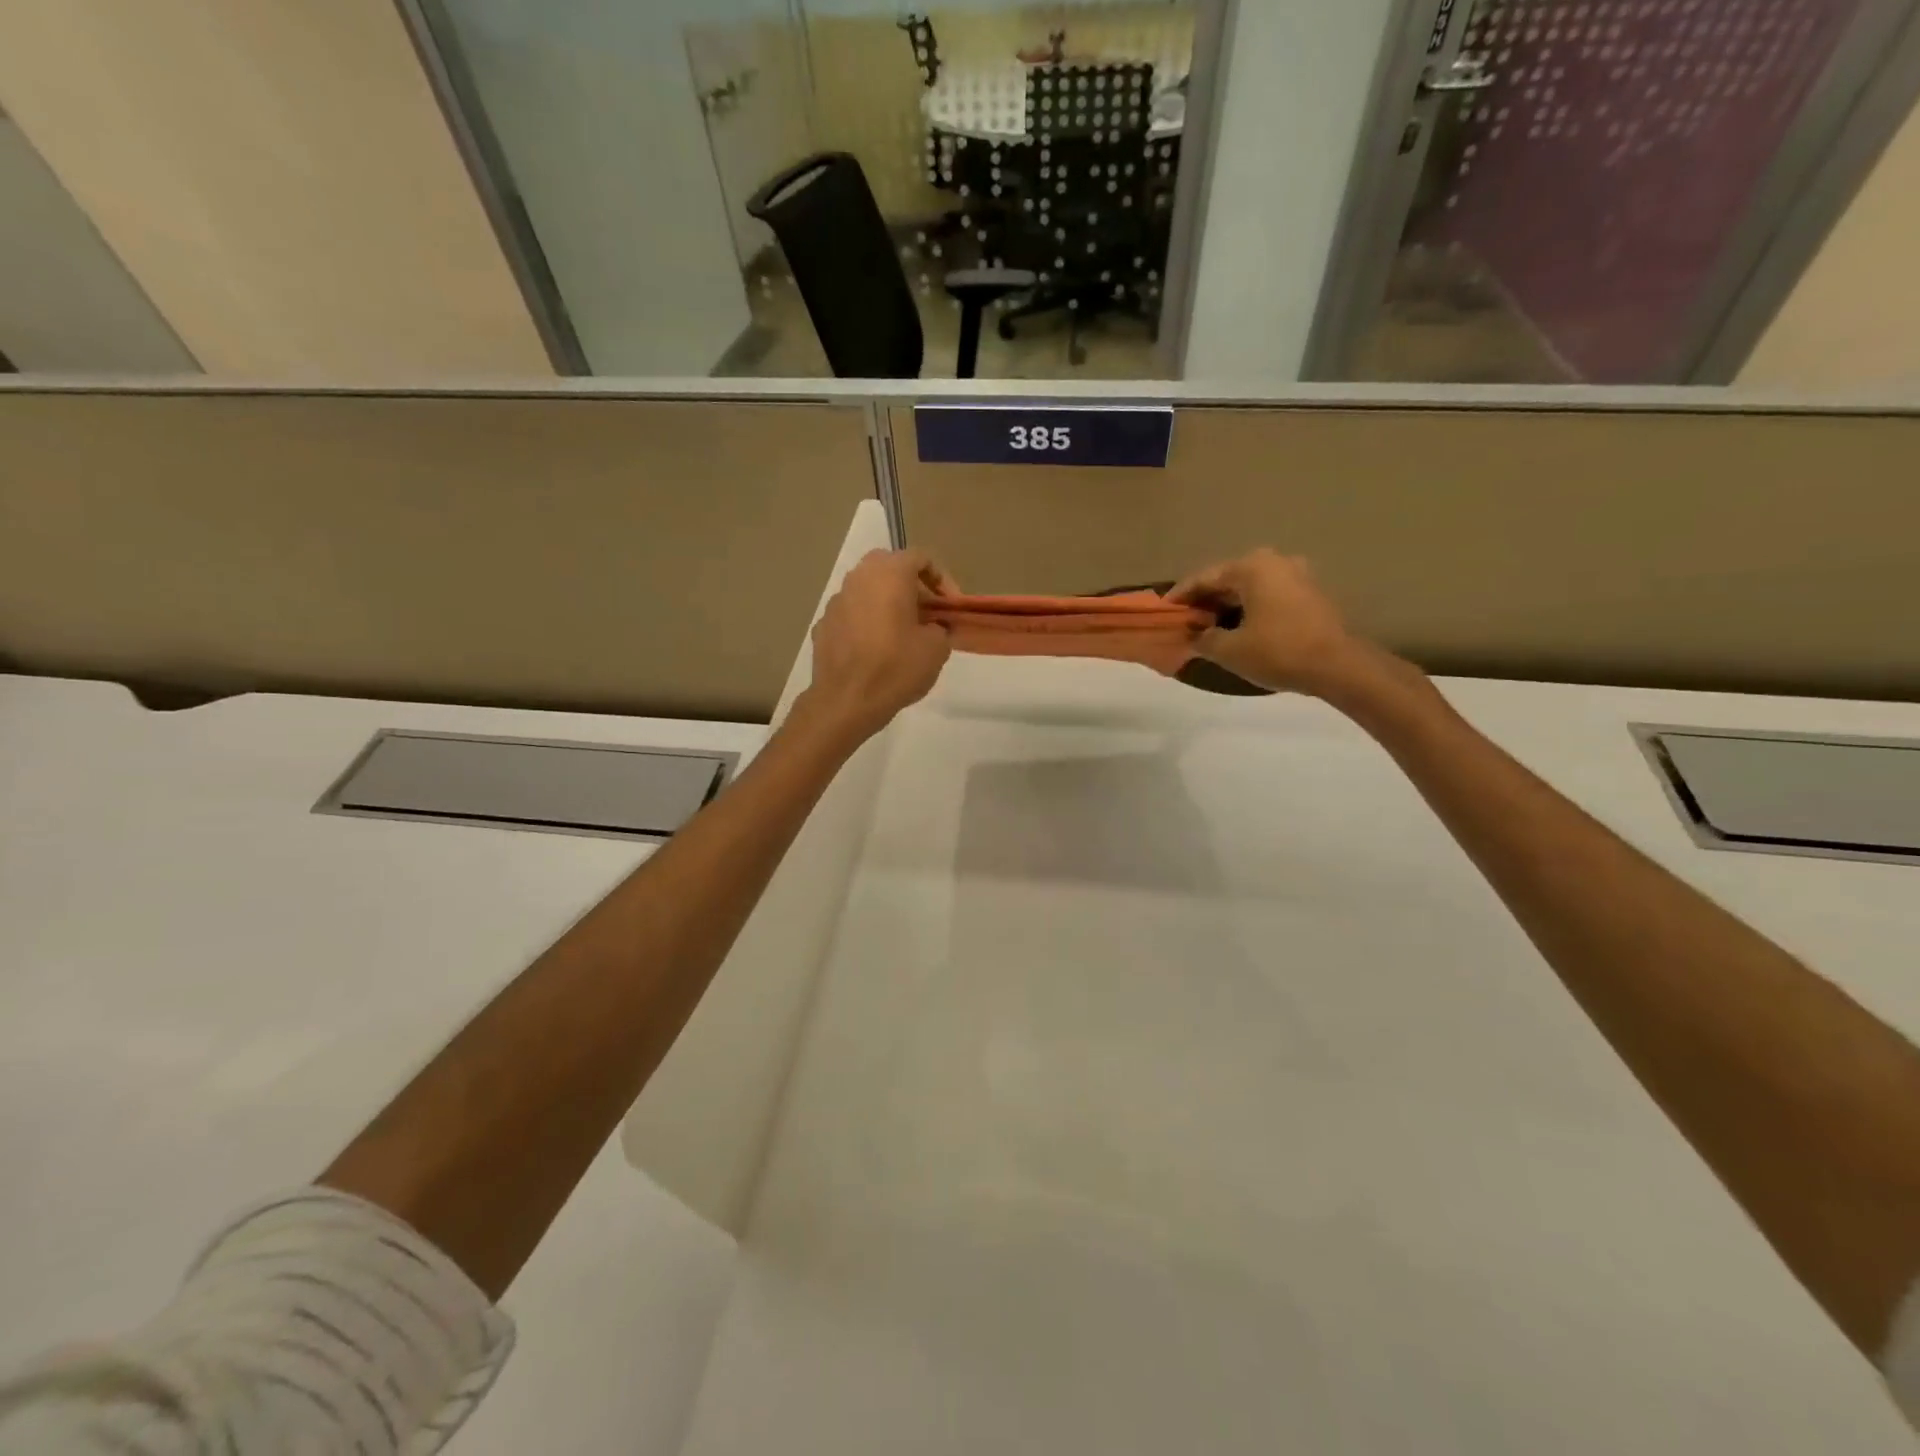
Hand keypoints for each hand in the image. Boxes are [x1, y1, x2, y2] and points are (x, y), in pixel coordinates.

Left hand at [797, 549, 955, 740]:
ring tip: (903, 633)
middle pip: (890, 568)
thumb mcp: (937, 648)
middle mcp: (859, 577)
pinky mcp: (824, 624)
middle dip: (912, 587)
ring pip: (868, 590)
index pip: (921, 558)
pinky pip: (852, 614)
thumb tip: (934, 627)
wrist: (846, 700)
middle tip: (927, 614)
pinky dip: (867, 622)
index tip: (951, 606)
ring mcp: (836, 600)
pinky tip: (876, 650)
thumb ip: (941, 627)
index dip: (942, 579)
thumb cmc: (896, 667)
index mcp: (889, 573)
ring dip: (887, 603)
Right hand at [1169, 549, 1372, 696]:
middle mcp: (1275, 562)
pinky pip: (1269, 596)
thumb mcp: (1229, 650)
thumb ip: (1204, 639)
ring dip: (1228, 605)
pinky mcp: (1311, 594)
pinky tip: (1238, 628)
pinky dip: (1249, 609)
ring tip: (1209, 626)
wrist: (1339, 666)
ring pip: (1250, 588)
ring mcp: (1297, 575)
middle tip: (1186, 619)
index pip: (1205, 578)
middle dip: (1205, 600)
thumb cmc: (1278, 651)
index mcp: (1252, 567)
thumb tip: (1195, 636)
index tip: (1164, 609)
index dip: (1181, 595)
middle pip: (1229, 579)